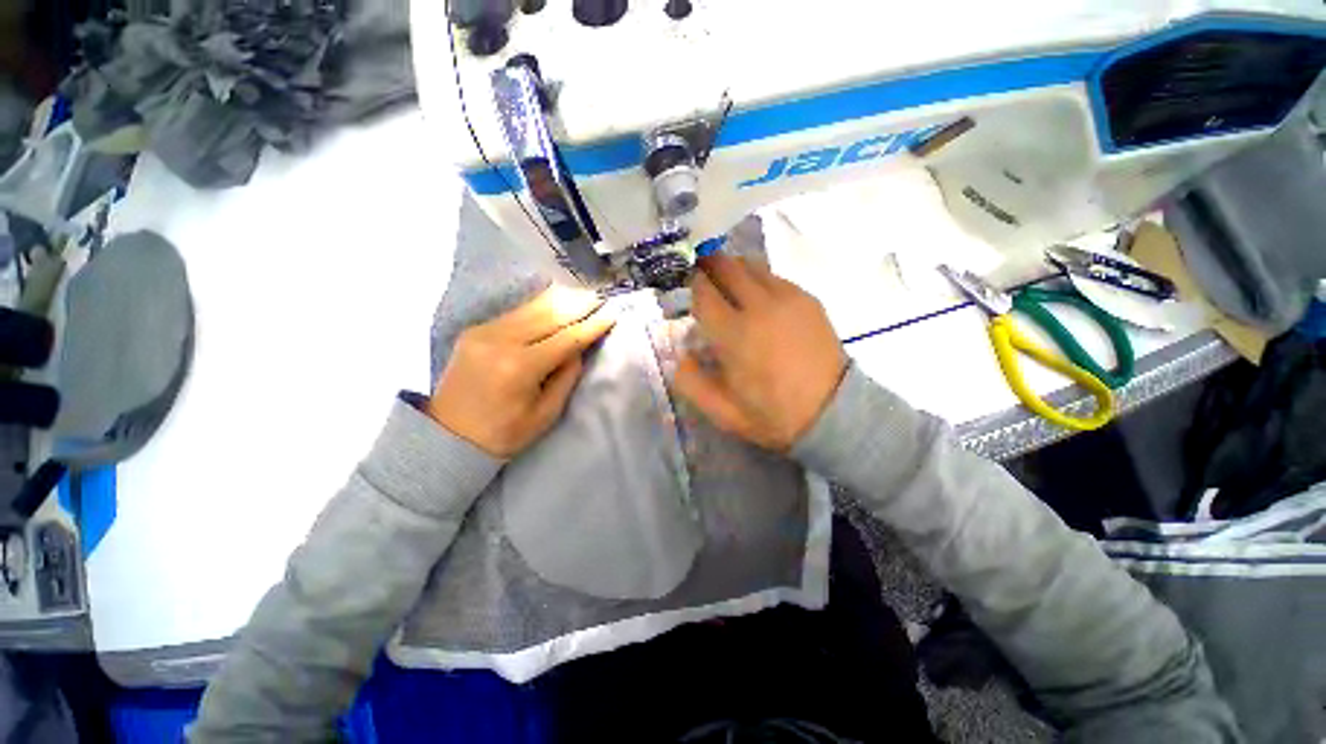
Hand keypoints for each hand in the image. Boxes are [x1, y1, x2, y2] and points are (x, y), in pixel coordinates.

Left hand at [428, 286, 615, 457]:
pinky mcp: (475, 331)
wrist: (448, 436)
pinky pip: (515, 313)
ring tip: (583, 294)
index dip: (591, 326)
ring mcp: (484, 332)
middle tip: (600, 296)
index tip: (611, 314)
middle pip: (549, 315)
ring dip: (560, 300)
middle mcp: (501, 342)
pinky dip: (539, 306)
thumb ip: (566, 377)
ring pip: (531, 308)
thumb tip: (578, 348)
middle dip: (578, 305)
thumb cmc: (504, 433)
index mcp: (520, 368)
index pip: (566, 339)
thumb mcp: (546, 413)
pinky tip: (555, 301)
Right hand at [675, 254, 846, 450]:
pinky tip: (757, 299)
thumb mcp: (721, 412)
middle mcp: (759, 306)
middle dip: (707, 266)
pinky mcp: (806, 298)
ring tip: (728, 287)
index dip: (689, 284)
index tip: (684, 286)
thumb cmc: (772, 415)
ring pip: (750, 265)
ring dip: (733, 270)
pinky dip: (758, 279)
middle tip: (701, 276)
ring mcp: (787, 298)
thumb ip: (689, 381)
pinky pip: (773, 276)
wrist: (832, 413)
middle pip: (726, 266)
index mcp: (734, 334)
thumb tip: (679, 353)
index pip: (703, 291)